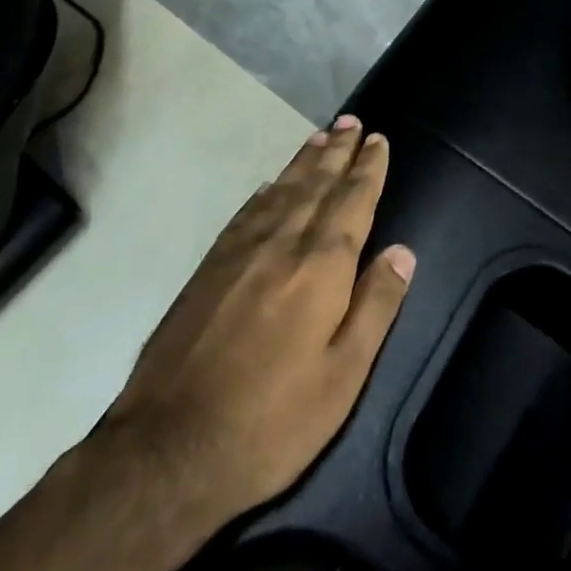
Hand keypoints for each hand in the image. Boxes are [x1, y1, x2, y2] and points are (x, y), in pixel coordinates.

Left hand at [99, 118, 414, 527]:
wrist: (168, 448)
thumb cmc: (271, 421)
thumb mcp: (343, 377)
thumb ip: (375, 307)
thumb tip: (402, 251)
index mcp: (320, 268)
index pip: (352, 202)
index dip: (368, 169)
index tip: (378, 139)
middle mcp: (281, 244)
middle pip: (316, 185)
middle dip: (338, 152)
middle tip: (352, 122)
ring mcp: (239, 252)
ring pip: (281, 191)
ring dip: (305, 161)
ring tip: (321, 137)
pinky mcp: (208, 268)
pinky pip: (246, 211)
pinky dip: (266, 190)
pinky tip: (271, 183)